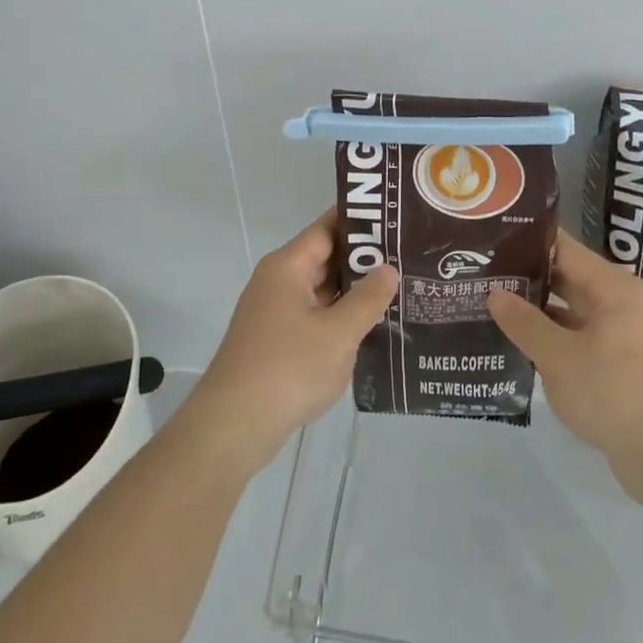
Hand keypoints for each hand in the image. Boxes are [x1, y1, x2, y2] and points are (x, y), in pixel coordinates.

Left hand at [187, 212, 397, 470]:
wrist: (234, 426)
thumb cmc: (287, 369)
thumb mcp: (338, 333)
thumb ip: (367, 299)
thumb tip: (388, 269)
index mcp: (287, 267)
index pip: (327, 227)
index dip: (360, 220)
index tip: (396, 216)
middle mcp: (278, 281)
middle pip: (325, 257)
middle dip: (364, 258)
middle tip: (409, 255)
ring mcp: (274, 312)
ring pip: (321, 290)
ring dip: (354, 291)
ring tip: (401, 288)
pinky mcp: (276, 341)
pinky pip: (314, 316)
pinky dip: (340, 317)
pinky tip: (372, 327)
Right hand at [488, 233, 642, 478]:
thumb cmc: (615, 393)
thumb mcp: (559, 357)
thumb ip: (525, 323)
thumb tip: (495, 294)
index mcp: (614, 288)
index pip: (564, 249)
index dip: (527, 243)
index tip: (491, 241)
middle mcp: (623, 303)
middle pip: (568, 278)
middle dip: (527, 279)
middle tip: (482, 275)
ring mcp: (625, 335)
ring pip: (573, 312)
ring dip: (539, 313)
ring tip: (492, 308)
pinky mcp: (623, 366)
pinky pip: (581, 339)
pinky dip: (555, 340)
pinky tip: (522, 347)